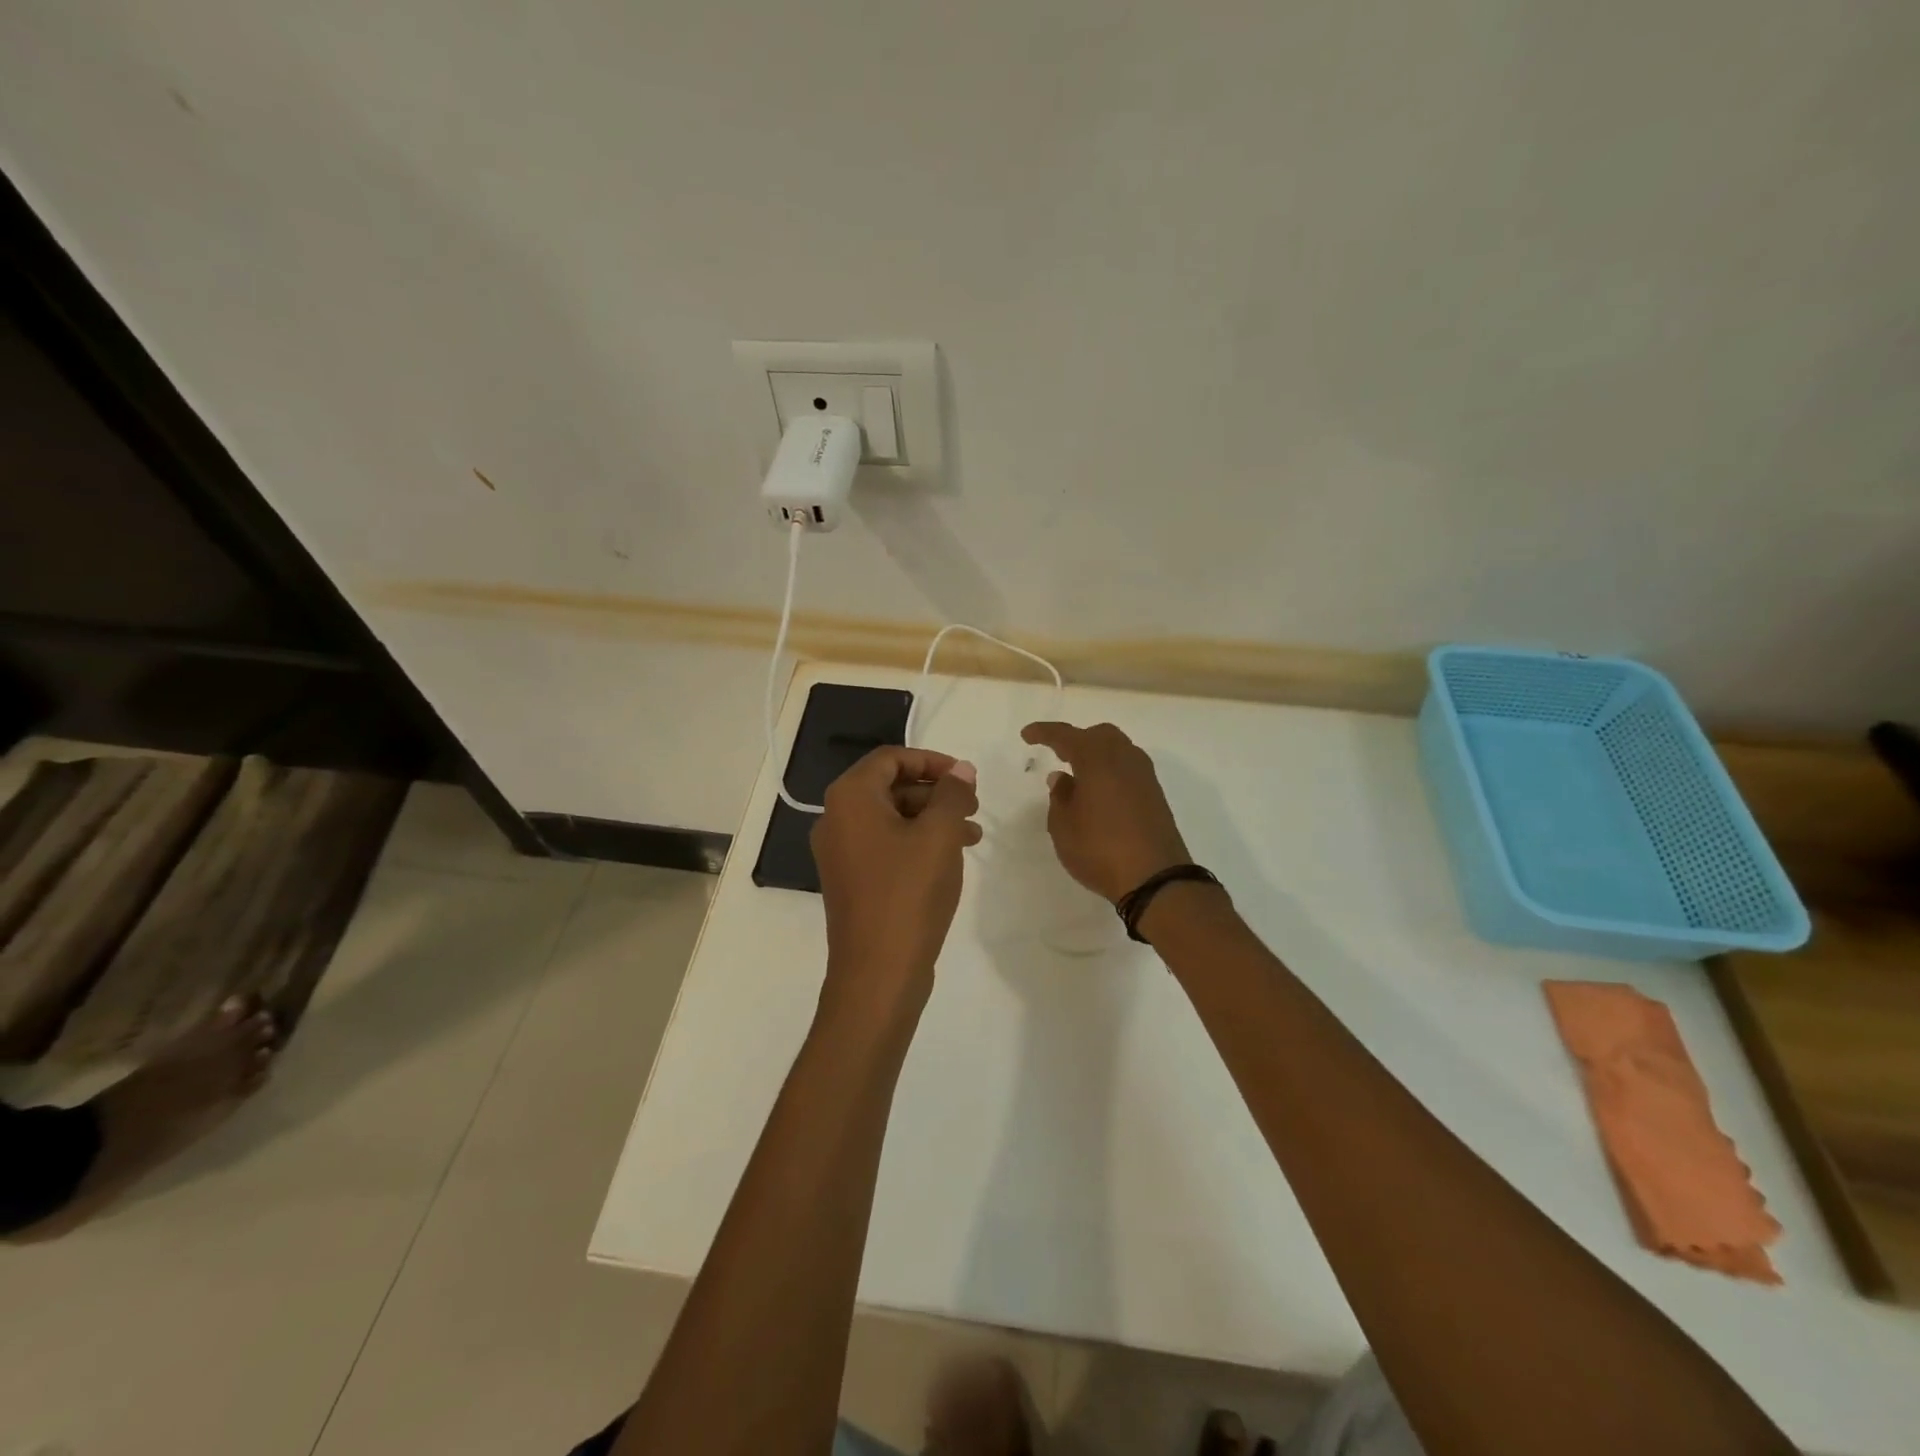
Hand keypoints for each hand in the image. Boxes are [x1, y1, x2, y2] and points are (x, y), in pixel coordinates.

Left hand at [811, 747, 981, 1018]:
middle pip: (890, 786)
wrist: (878, 973)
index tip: (965, 776)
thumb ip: (952, 794)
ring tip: (973, 835)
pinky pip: (886, 845)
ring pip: (892, 818)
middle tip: (973, 806)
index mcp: (850, 798)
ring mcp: (841, 852)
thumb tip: (961, 769)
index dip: (931, 761)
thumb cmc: (908, 893)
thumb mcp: (939, 836)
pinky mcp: (852, 879)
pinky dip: (918, 842)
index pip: (890, 758)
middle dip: (935, 792)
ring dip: (932, 818)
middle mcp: (836, 818)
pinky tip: (951, 857)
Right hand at [1020, 721, 1189, 901]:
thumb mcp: (1064, 827)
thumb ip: (1059, 797)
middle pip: (1099, 735)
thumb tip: (1062, 778)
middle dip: (1076, 739)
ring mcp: (1144, 776)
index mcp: (1097, 760)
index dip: (1045, 732)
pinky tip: (1100, 791)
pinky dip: (1111, 770)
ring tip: (1078, 773)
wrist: (1156, 878)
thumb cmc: (1100, 849)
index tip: (1027, 735)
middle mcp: (1124, 759)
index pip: (1067, 735)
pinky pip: (1128, 768)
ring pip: (1118, 749)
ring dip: (1096, 754)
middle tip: (1057, 753)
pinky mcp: (1155, 795)